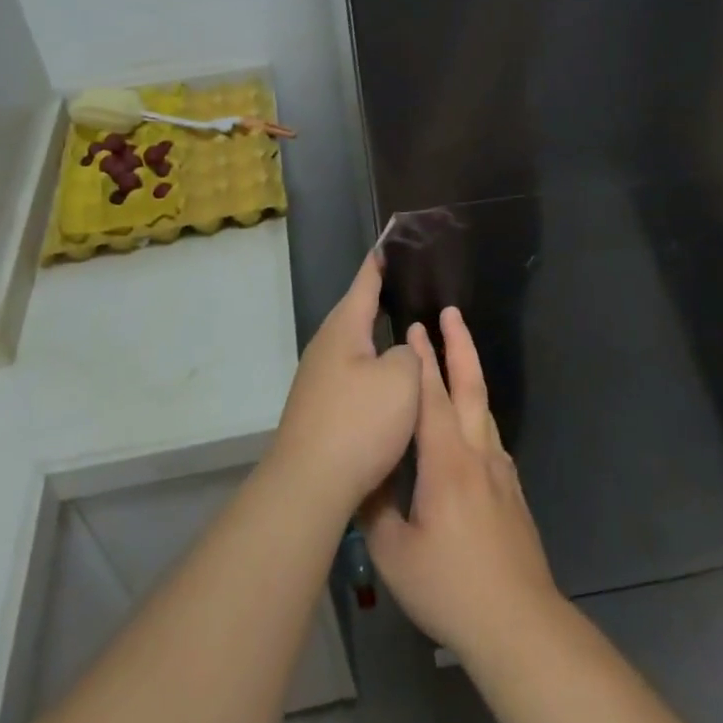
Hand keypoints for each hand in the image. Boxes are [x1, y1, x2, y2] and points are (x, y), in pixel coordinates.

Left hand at [268, 254, 420, 514]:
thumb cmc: (359, 422)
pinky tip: (391, 382)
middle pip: (358, 313)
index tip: (391, 238)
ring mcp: (318, 379)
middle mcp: (325, 346)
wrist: (310, 484)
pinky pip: (354, 375)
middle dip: (383, 299)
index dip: (381, 260)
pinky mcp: (320, 408)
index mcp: (344, 328)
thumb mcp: (402, 379)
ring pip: (357, 347)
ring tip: (409, 331)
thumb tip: (400, 352)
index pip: (365, 282)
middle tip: (413, 286)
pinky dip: (375, 369)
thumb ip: (410, 354)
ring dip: (380, 339)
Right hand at [361, 307, 559, 658]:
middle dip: (459, 346)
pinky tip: (469, 425)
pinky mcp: (511, 492)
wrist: (518, 622)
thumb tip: (363, 477)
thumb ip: (375, 509)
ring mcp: (500, 472)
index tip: (414, 327)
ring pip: (484, 409)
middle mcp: (477, 454)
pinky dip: (476, 413)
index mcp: (446, 462)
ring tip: (456, 356)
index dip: (421, 361)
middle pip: (470, 387)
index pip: (431, 397)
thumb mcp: (394, 553)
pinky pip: (490, 437)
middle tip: (450, 313)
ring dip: (469, 375)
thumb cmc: (450, 586)